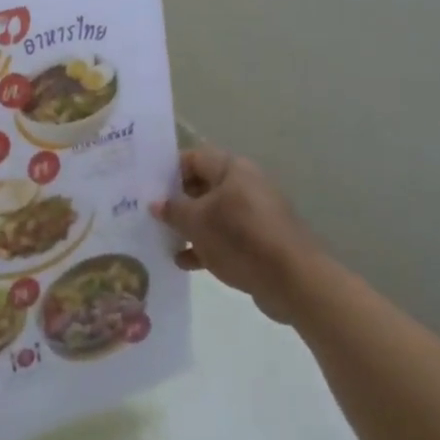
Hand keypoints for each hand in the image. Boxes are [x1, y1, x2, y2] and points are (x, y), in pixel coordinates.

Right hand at [151, 147, 325, 323]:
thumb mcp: (197, 222)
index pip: (193, 158)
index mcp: (232, 169)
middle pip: (202, 186)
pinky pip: (225, 236)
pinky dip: (205, 245)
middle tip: (149, 215)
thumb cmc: (240, 238)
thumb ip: (173, 210)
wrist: (293, 281)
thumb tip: (155, 203)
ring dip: (189, 226)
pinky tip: (184, 262)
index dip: (168, 171)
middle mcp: (244, 185)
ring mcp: (253, 214)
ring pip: (212, 213)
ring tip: (162, 239)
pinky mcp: (259, 241)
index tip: (146, 188)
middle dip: (176, 201)